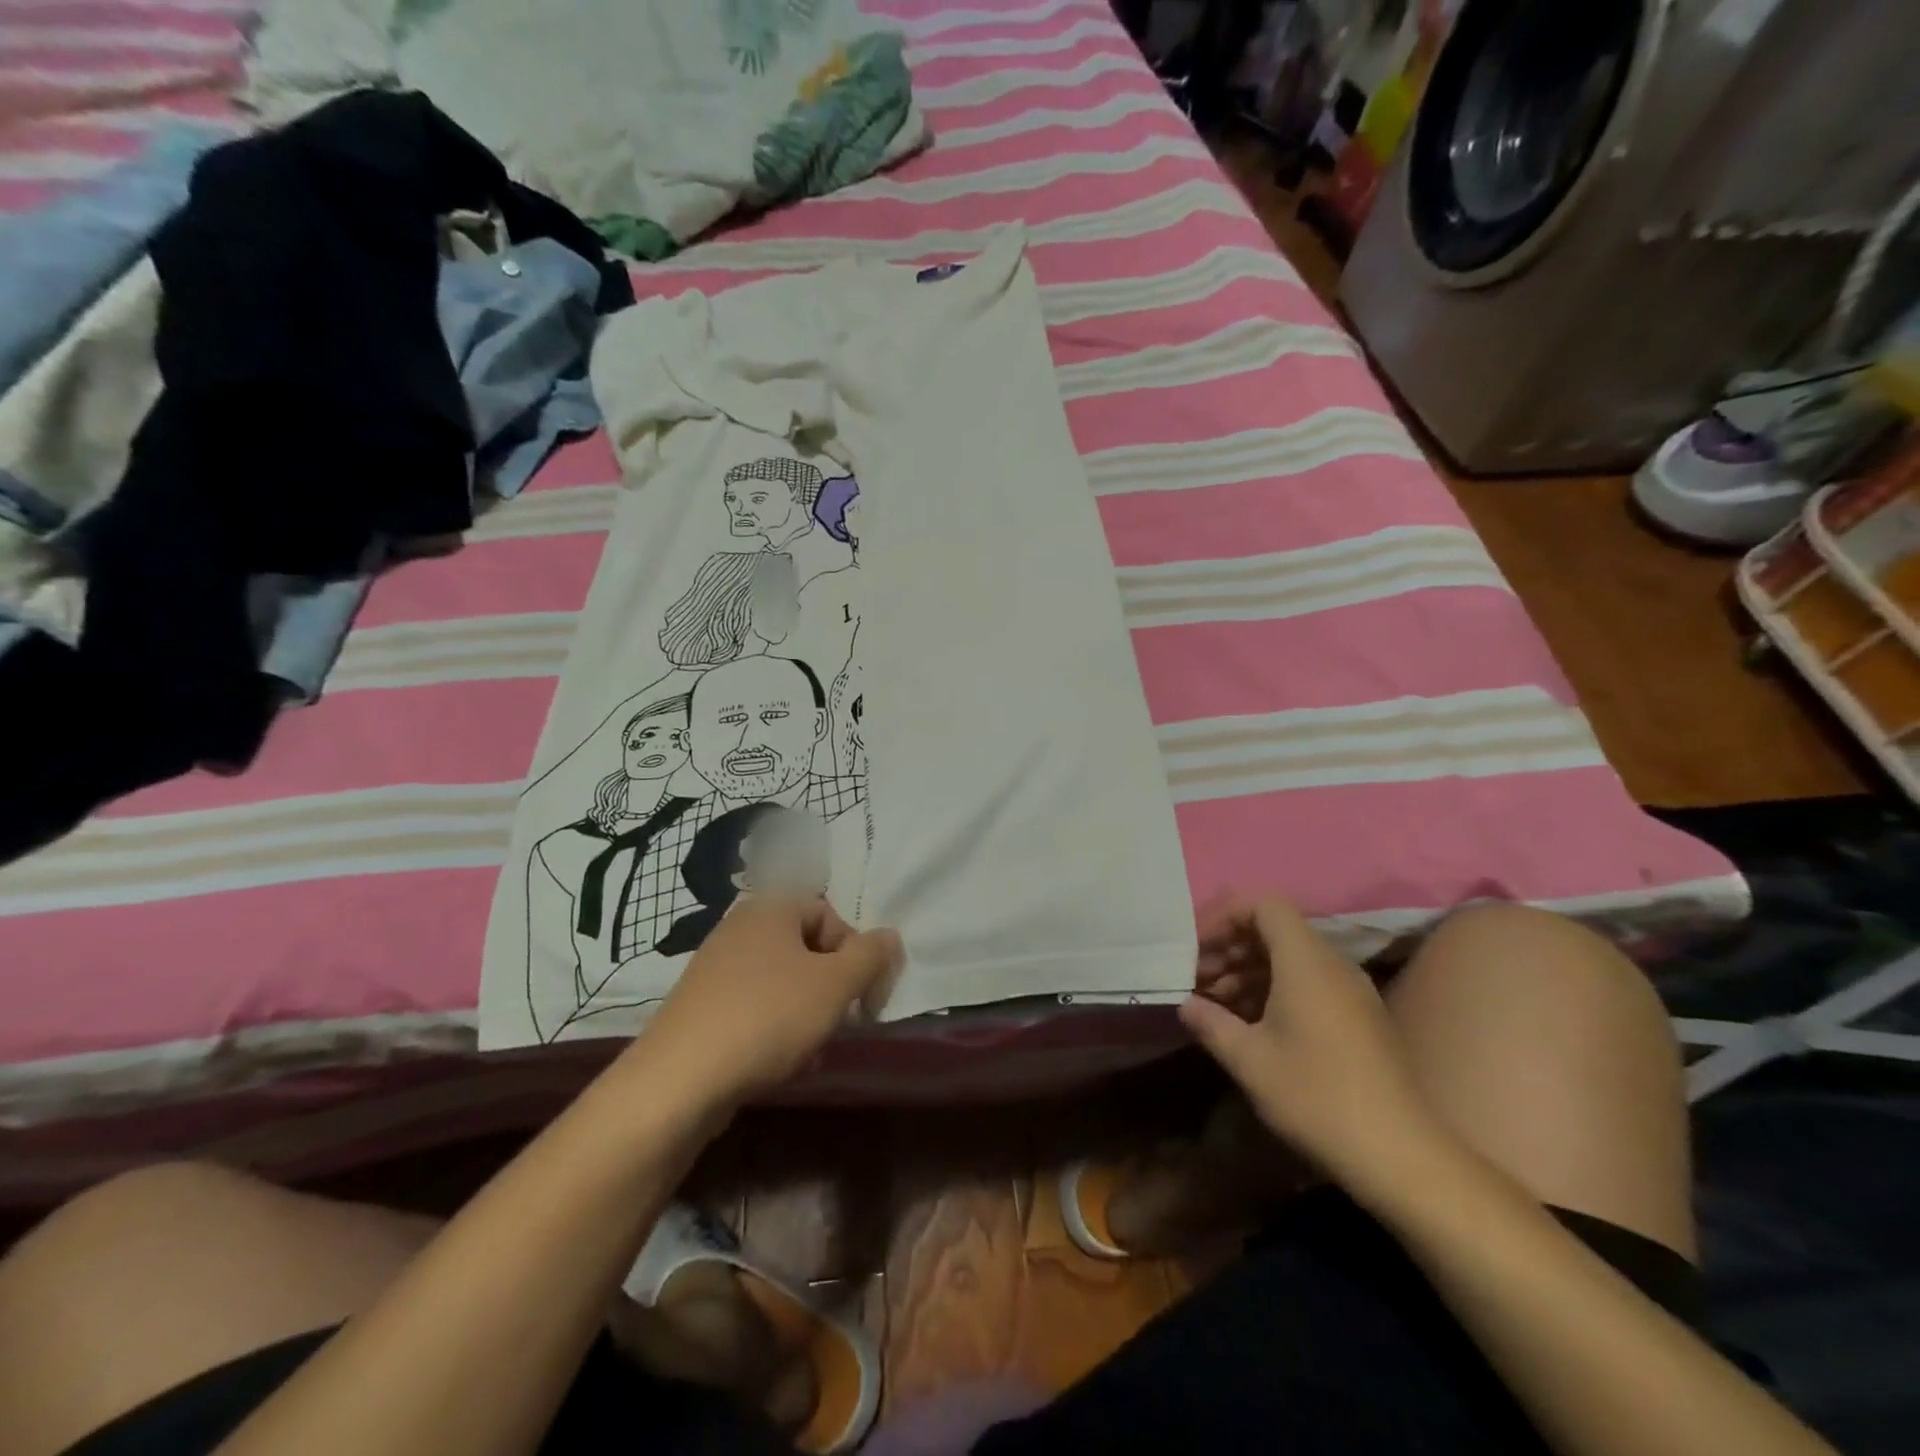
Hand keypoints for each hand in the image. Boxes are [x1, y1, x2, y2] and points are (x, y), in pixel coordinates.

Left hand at [628, 898, 900, 1109]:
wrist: (679, 1081)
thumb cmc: (769, 1017)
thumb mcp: (835, 985)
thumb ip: (871, 956)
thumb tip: (890, 937)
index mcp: (770, 909)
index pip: (829, 915)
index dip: (854, 952)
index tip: (862, 993)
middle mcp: (739, 928)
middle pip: (805, 949)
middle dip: (830, 987)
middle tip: (838, 1021)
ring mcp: (714, 968)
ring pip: (781, 982)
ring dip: (806, 1012)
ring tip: (810, 1049)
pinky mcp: (699, 1007)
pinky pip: (753, 1007)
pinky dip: (774, 1028)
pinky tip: (780, 1063)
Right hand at [1180, 896, 1452, 1198]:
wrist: (1401, 1156)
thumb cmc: (1316, 1096)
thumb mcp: (1249, 1060)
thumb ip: (1211, 1023)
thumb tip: (1187, 1004)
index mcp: (1306, 961)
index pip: (1264, 906)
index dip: (1226, 918)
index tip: (1196, 950)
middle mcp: (1333, 965)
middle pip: (1276, 930)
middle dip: (1232, 948)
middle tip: (1198, 981)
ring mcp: (1352, 991)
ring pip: (1292, 959)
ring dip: (1250, 972)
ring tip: (1218, 1006)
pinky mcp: (1362, 1018)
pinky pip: (1311, 983)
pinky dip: (1276, 991)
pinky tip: (1254, 1027)